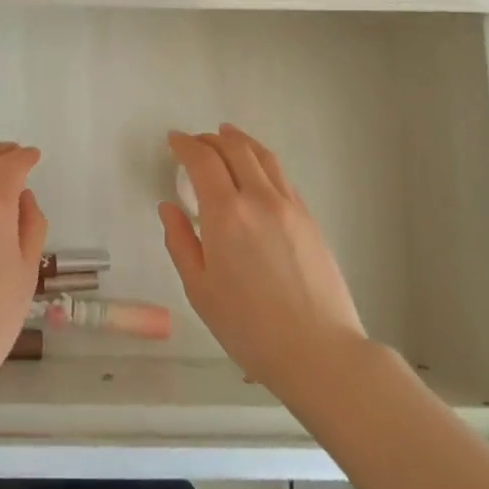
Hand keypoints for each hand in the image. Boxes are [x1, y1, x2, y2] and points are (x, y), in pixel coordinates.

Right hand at [160, 124, 366, 402]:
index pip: (202, 160)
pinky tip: (257, 173)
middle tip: (196, 141)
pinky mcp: (310, 219)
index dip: (185, 145)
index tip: (173, 141)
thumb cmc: (248, 327)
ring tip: (227, 137)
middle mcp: (259, 199)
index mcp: (226, 214)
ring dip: (241, 142)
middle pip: (235, 149)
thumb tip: (169, 207)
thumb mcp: (199, 289)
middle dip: (211, 138)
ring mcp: (290, 206)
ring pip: (264, 157)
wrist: (319, 352)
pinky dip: (263, 163)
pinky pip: (282, 177)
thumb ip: (180, 242)